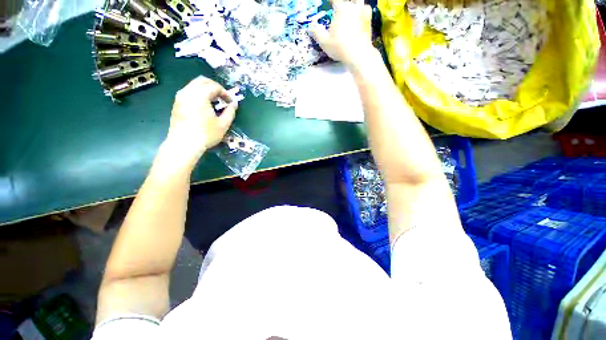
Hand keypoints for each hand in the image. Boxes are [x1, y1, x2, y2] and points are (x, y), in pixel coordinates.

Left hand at [165, 76, 236, 160]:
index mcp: (200, 95)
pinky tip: (203, 105)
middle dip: (215, 87)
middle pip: (202, 80)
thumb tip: (234, 104)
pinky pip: (188, 91)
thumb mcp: (223, 124)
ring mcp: (180, 97)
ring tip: (214, 101)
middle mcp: (188, 92)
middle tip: (223, 98)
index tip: (231, 102)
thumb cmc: (206, 134)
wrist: (184, 144)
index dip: (225, 93)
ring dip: (206, 89)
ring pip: (194, 85)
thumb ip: (230, 112)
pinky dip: (198, 93)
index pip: (215, 87)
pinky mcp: (177, 103)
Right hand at [310, 0, 373, 67]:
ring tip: (349, 9)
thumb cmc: (340, 47)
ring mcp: (362, 12)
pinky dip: (362, 10)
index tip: (326, 2)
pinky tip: (360, 15)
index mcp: (341, 8)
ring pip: (358, 2)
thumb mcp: (324, 42)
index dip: (329, 0)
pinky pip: (366, 9)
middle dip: (341, 3)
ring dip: (353, 4)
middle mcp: (352, 7)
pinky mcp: (368, 20)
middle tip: (338, 7)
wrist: (358, 54)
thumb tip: (310, 27)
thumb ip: (316, 33)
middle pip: (346, 0)